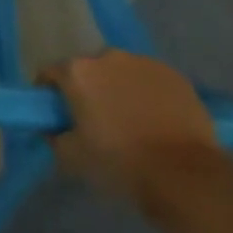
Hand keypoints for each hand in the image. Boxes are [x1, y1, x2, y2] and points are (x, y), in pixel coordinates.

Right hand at [39, 50, 219, 213]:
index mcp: (78, 72)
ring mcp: (143, 62)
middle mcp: (107, 56)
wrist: (183, 175)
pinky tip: (156, 120)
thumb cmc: (120, 163)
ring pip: (121, 73)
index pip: (50, 73)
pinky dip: (147, 94)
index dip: (48, 92)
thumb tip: (53, 128)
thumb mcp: (72, 158)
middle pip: (88, 70)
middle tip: (95, 119)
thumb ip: (55, 137)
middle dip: (88, 89)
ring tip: (130, 121)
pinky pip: (150, 81)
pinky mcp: (173, 74)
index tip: (55, 113)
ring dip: (119, 89)